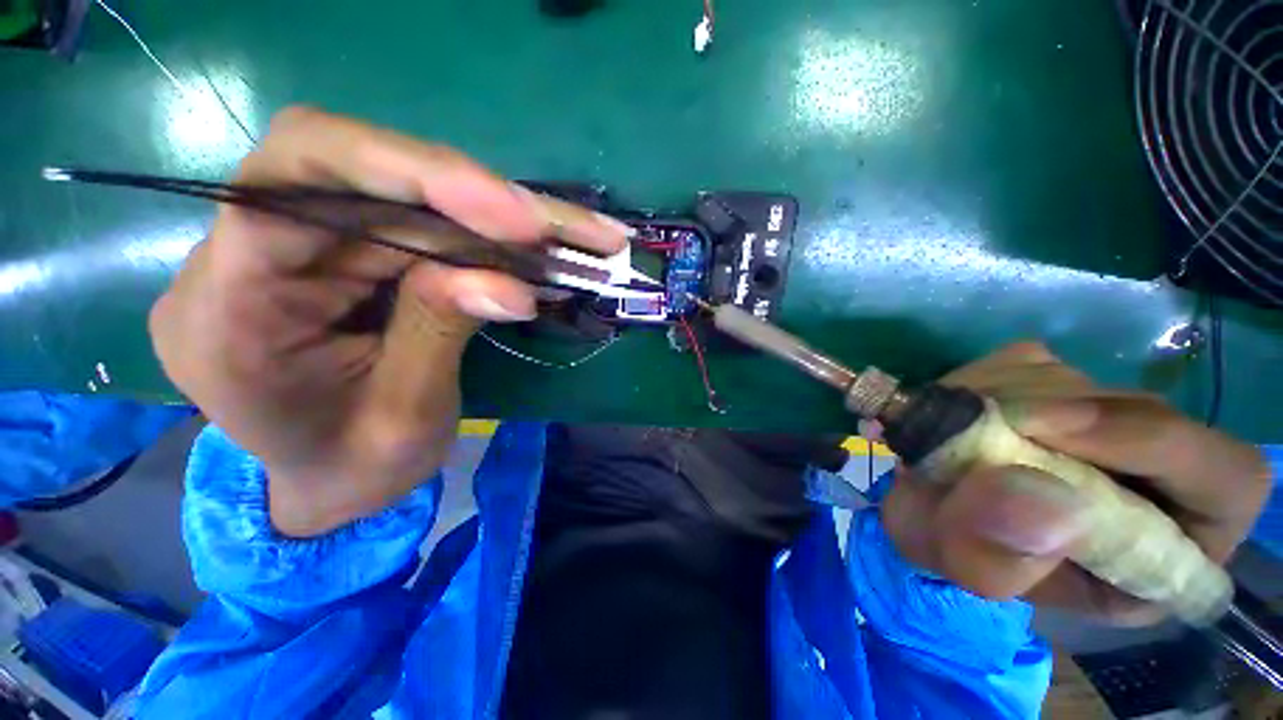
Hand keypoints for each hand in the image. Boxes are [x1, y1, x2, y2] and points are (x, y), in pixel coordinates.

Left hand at [150, 108, 630, 536]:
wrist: (326, 485)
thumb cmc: (353, 472)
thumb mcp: (404, 419)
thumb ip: (441, 333)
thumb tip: (510, 283)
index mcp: (229, 313)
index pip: (288, 185)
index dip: (405, 173)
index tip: (508, 215)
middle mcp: (251, 257)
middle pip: (360, 175)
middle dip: (472, 196)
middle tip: (556, 226)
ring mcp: (305, 250)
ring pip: (404, 196)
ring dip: (497, 216)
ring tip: (572, 235)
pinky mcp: (350, 255)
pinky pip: (422, 224)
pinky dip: (488, 235)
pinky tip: (539, 246)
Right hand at [880, 342, 1269, 623]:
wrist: (924, 507)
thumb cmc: (963, 553)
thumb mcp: (972, 571)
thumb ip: (1001, 558)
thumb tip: (1037, 498)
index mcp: (1169, 543)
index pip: (1224, 478)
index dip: (1153, 444)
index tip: (1044, 430)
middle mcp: (1154, 471)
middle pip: (1139, 412)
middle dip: (1044, 417)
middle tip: (967, 428)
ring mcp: (1103, 417)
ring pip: (1072, 380)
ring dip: (996, 399)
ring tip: (946, 435)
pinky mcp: (1054, 385)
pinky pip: (1023, 363)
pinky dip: (976, 382)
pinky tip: (951, 414)